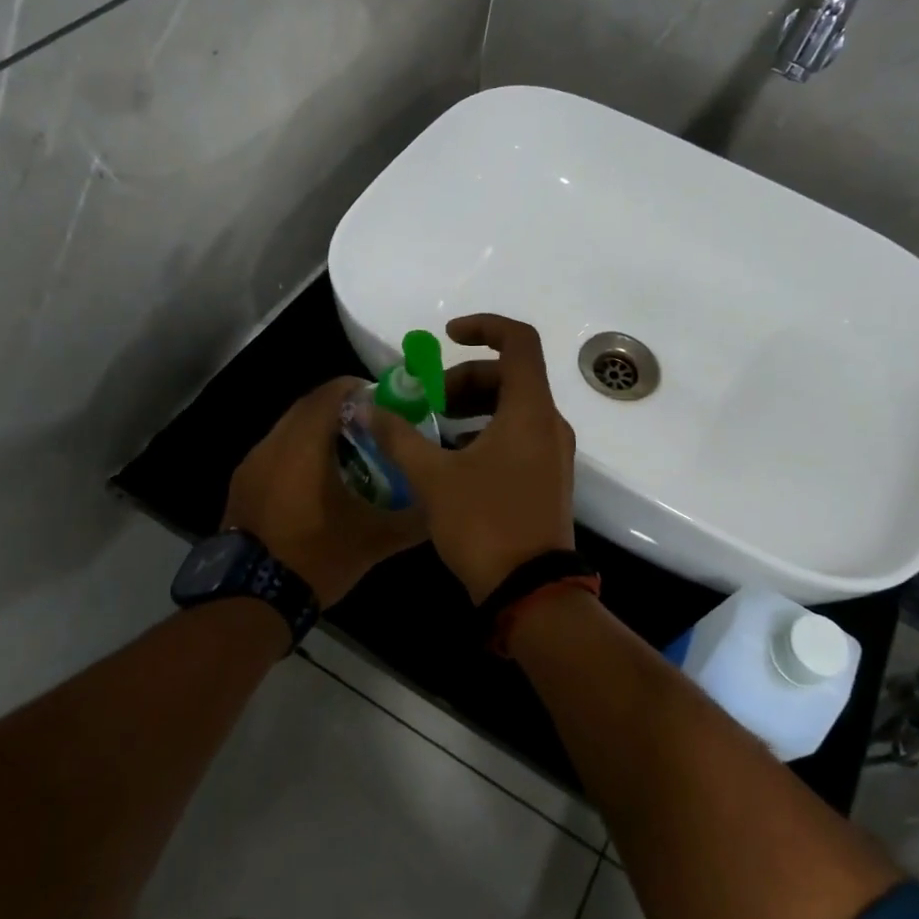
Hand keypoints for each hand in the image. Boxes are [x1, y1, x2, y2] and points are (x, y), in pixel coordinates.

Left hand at [223, 377, 428, 607]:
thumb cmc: (314, 557)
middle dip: (341, 411)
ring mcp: (251, 465)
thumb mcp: (373, 541)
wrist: (250, 600)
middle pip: (308, 407)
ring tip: (350, 458)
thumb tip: (441, 506)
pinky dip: (298, 455)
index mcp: (303, 445)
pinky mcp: (242, 486)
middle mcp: (272, 444)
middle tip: (373, 430)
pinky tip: (317, 485)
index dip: (359, 389)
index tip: (385, 404)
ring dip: (318, 434)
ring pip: (289, 430)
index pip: (330, 392)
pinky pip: (275, 454)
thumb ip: (412, 519)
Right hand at [369, 315, 576, 602]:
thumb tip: (366, 408)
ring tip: (434, 430)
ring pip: (513, 407)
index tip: (447, 337)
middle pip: (509, 375)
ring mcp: (553, 452)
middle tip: (427, 403)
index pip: (518, 341)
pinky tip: (453, 460)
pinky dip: (486, 432)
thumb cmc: (485, 524)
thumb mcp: (433, 477)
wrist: (530, 591)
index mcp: (529, 410)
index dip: (483, 327)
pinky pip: (518, 435)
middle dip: (464, 379)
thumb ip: (399, 436)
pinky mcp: (548, 477)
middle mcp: (549, 423)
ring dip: (473, 407)